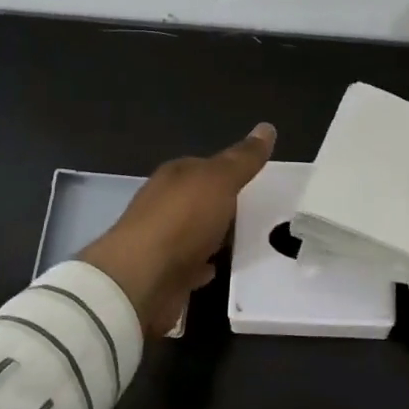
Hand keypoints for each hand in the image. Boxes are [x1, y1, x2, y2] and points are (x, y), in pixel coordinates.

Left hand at [79, 124, 275, 336]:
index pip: (207, 166)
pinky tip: (224, 268)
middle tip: (264, 213)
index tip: (260, 181)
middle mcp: (165, 204)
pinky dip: (207, 264)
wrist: (141, 281)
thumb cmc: (181, 221)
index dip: (232, 171)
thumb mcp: (219, 181)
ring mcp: (162, 240)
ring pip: (198, 233)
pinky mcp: (164, 274)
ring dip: (219, 236)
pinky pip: (193, 264)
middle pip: (202, 200)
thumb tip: (266, 127)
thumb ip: (243, 159)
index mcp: (175, 176)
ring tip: (253, 241)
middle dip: (228, 205)